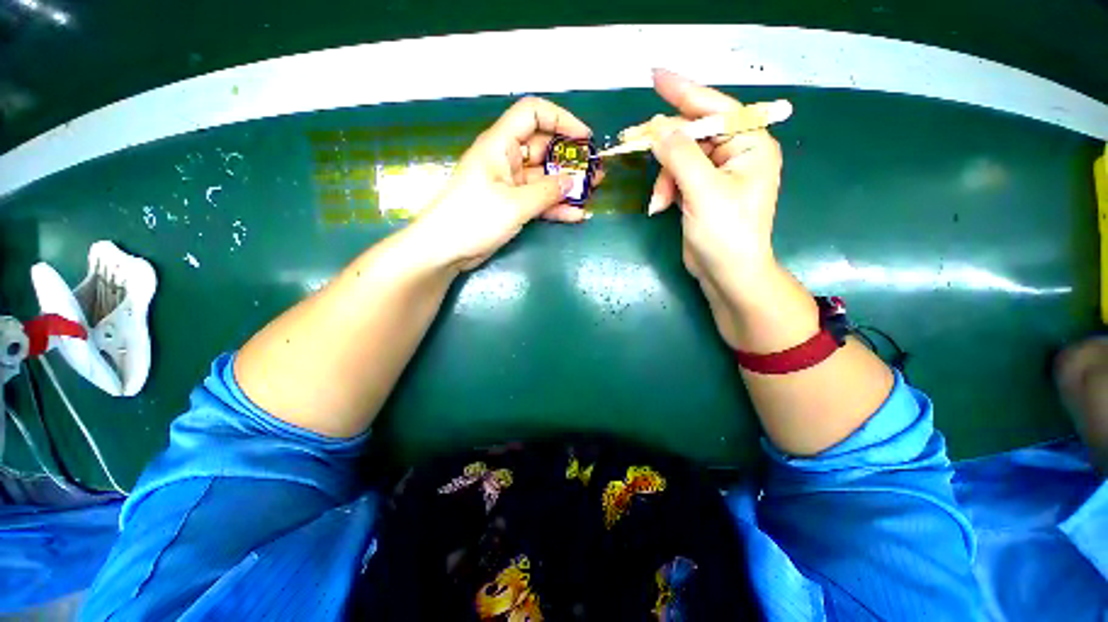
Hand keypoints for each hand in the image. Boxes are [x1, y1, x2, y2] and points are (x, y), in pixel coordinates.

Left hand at [412, 97, 599, 271]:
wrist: (445, 249)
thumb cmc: (474, 218)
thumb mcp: (514, 204)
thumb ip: (547, 192)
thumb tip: (572, 183)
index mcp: (500, 145)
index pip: (533, 114)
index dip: (561, 120)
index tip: (584, 138)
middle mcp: (506, 160)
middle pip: (544, 148)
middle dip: (571, 158)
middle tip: (595, 171)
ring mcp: (509, 185)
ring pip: (544, 177)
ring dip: (567, 184)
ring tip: (593, 191)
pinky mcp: (511, 206)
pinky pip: (538, 200)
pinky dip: (555, 206)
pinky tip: (576, 214)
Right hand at [644, 70, 783, 299]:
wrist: (727, 275)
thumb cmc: (726, 234)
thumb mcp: (703, 191)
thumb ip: (680, 155)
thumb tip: (657, 127)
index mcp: (750, 144)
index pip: (715, 108)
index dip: (684, 91)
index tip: (655, 76)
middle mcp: (736, 153)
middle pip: (692, 134)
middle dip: (664, 146)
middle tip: (630, 141)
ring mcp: (717, 174)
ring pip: (679, 159)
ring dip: (663, 178)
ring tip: (658, 203)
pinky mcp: (701, 192)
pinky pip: (676, 177)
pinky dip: (665, 189)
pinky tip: (660, 207)